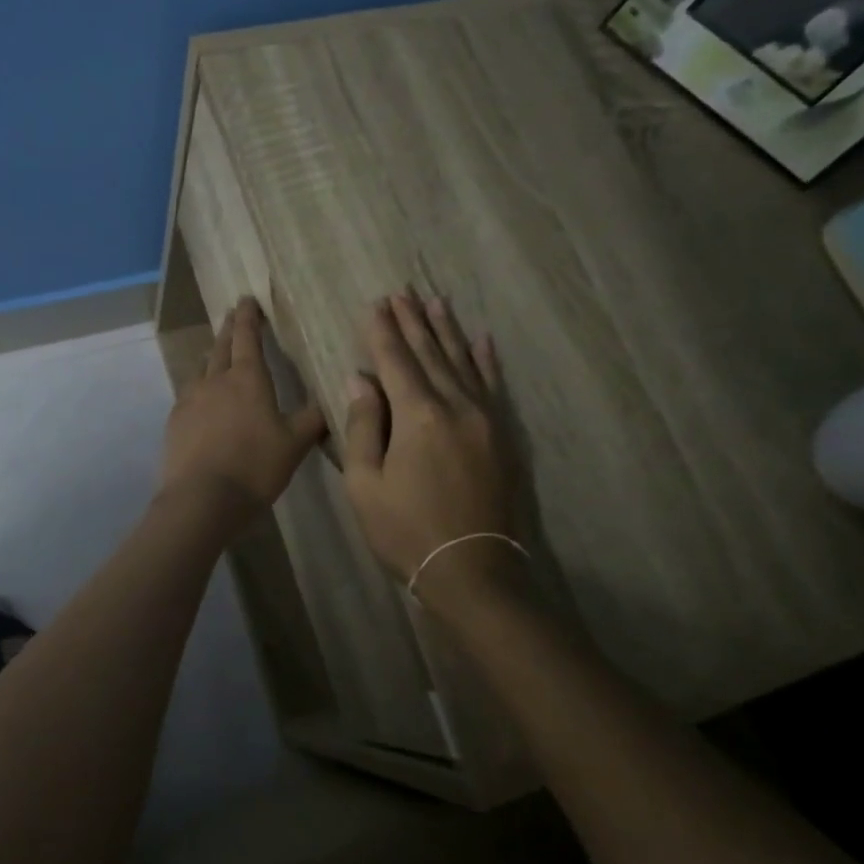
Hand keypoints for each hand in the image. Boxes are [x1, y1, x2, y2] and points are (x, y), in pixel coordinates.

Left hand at [158, 298, 326, 520]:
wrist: (202, 499)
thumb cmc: (255, 466)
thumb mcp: (294, 445)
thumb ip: (311, 421)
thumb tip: (328, 403)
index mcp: (247, 379)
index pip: (248, 338)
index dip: (249, 318)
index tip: (247, 299)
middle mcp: (215, 381)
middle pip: (221, 347)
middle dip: (229, 329)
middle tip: (232, 315)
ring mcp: (190, 400)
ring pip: (201, 369)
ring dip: (211, 357)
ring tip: (216, 353)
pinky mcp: (175, 422)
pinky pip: (188, 394)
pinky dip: (199, 387)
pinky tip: (202, 399)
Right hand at [342, 293, 520, 595]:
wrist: (472, 571)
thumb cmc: (406, 531)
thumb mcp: (365, 484)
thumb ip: (363, 426)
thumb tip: (360, 378)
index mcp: (418, 416)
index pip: (395, 362)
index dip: (383, 332)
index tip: (376, 304)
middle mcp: (456, 407)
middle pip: (431, 354)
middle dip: (413, 322)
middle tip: (402, 291)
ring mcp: (485, 420)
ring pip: (463, 362)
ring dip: (447, 331)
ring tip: (435, 302)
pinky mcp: (503, 436)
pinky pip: (493, 386)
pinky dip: (486, 361)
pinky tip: (482, 340)